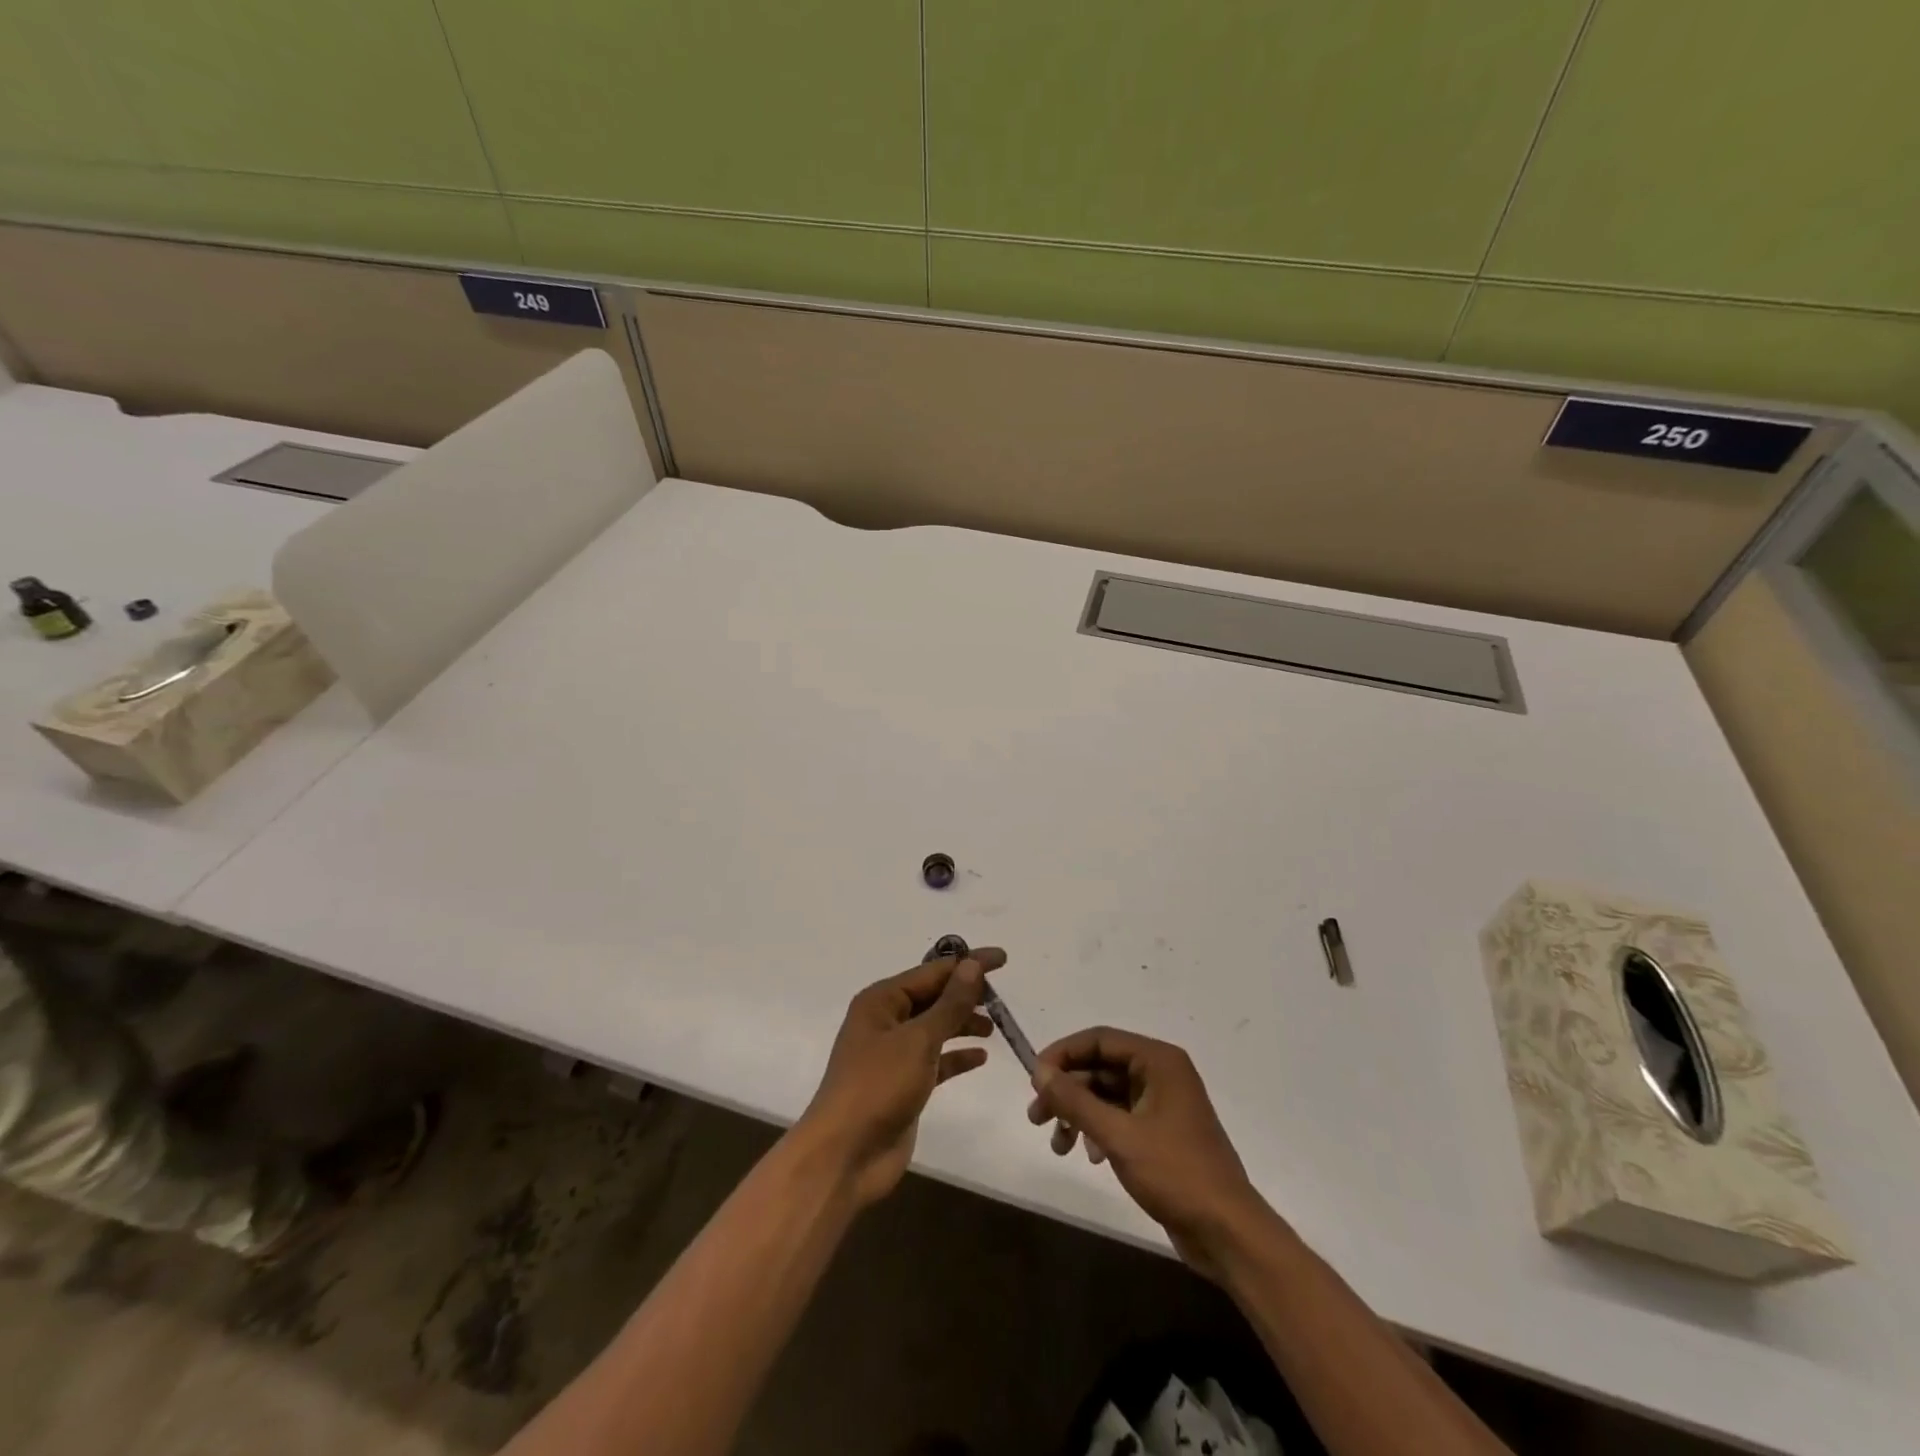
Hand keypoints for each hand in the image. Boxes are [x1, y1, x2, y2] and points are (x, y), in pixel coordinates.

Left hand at [798, 949, 1004, 1206]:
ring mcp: (894, 1054)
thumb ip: (950, 1004)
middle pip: (933, 997)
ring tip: (995, 1026)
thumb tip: (973, 966)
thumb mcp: (919, 1040)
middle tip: (1002, 998)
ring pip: (936, 1027)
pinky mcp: (904, 1084)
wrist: (845, 1156)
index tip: (1003, 959)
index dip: (968, 964)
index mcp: (882, 1001)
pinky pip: (936, 1060)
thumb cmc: (878, 1086)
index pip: (933, 972)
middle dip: (966, 994)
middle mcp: (886, 1021)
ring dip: (963, 1023)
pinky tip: (981, 1057)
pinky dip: (957, 1056)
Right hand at [1029, 1027, 1267, 1280]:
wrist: (1227, 1233)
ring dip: (1079, 1115)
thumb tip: (1040, 1071)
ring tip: (1058, 1146)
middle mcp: (1162, 1073)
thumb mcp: (1118, 1136)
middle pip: (1100, 1067)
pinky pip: (1120, 1117)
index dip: (1063, 1054)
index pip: (1099, 1039)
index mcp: (1158, 1061)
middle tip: (1036, 1117)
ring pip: (1107, 1095)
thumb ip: (1076, 1100)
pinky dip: (1098, 1131)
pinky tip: (1089, 1156)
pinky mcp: (1162, 1132)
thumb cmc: (1175, 1174)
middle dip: (1067, 1091)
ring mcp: (1163, 1104)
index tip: (1034, 1078)